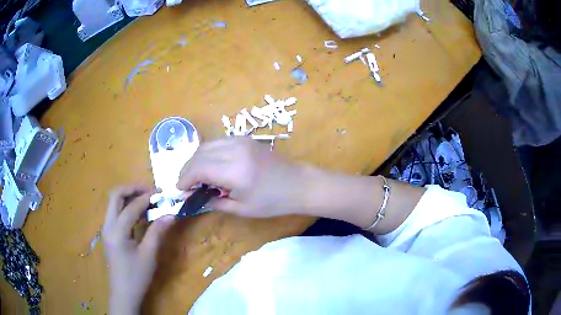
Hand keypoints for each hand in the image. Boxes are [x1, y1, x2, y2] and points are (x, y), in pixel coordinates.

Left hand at [103, 185, 174, 314]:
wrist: (124, 293)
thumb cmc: (137, 277)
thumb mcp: (149, 255)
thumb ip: (157, 232)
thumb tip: (171, 214)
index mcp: (117, 232)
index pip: (131, 207)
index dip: (146, 197)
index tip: (161, 194)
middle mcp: (108, 226)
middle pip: (115, 195)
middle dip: (132, 189)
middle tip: (150, 192)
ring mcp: (106, 229)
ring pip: (114, 203)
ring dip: (129, 197)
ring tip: (147, 201)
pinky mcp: (109, 234)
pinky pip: (115, 213)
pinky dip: (126, 208)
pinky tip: (139, 215)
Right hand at [177, 137, 308, 217]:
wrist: (297, 184)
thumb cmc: (272, 202)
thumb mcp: (241, 209)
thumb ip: (214, 202)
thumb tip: (193, 196)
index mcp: (234, 170)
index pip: (198, 168)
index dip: (184, 178)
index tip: (180, 190)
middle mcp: (235, 150)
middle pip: (199, 154)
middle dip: (187, 169)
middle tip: (186, 185)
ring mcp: (240, 140)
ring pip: (206, 145)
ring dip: (196, 160)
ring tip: (195, 176)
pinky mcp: (245, 138)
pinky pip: (218, 142)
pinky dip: (208, 152)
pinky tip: (209, 165)